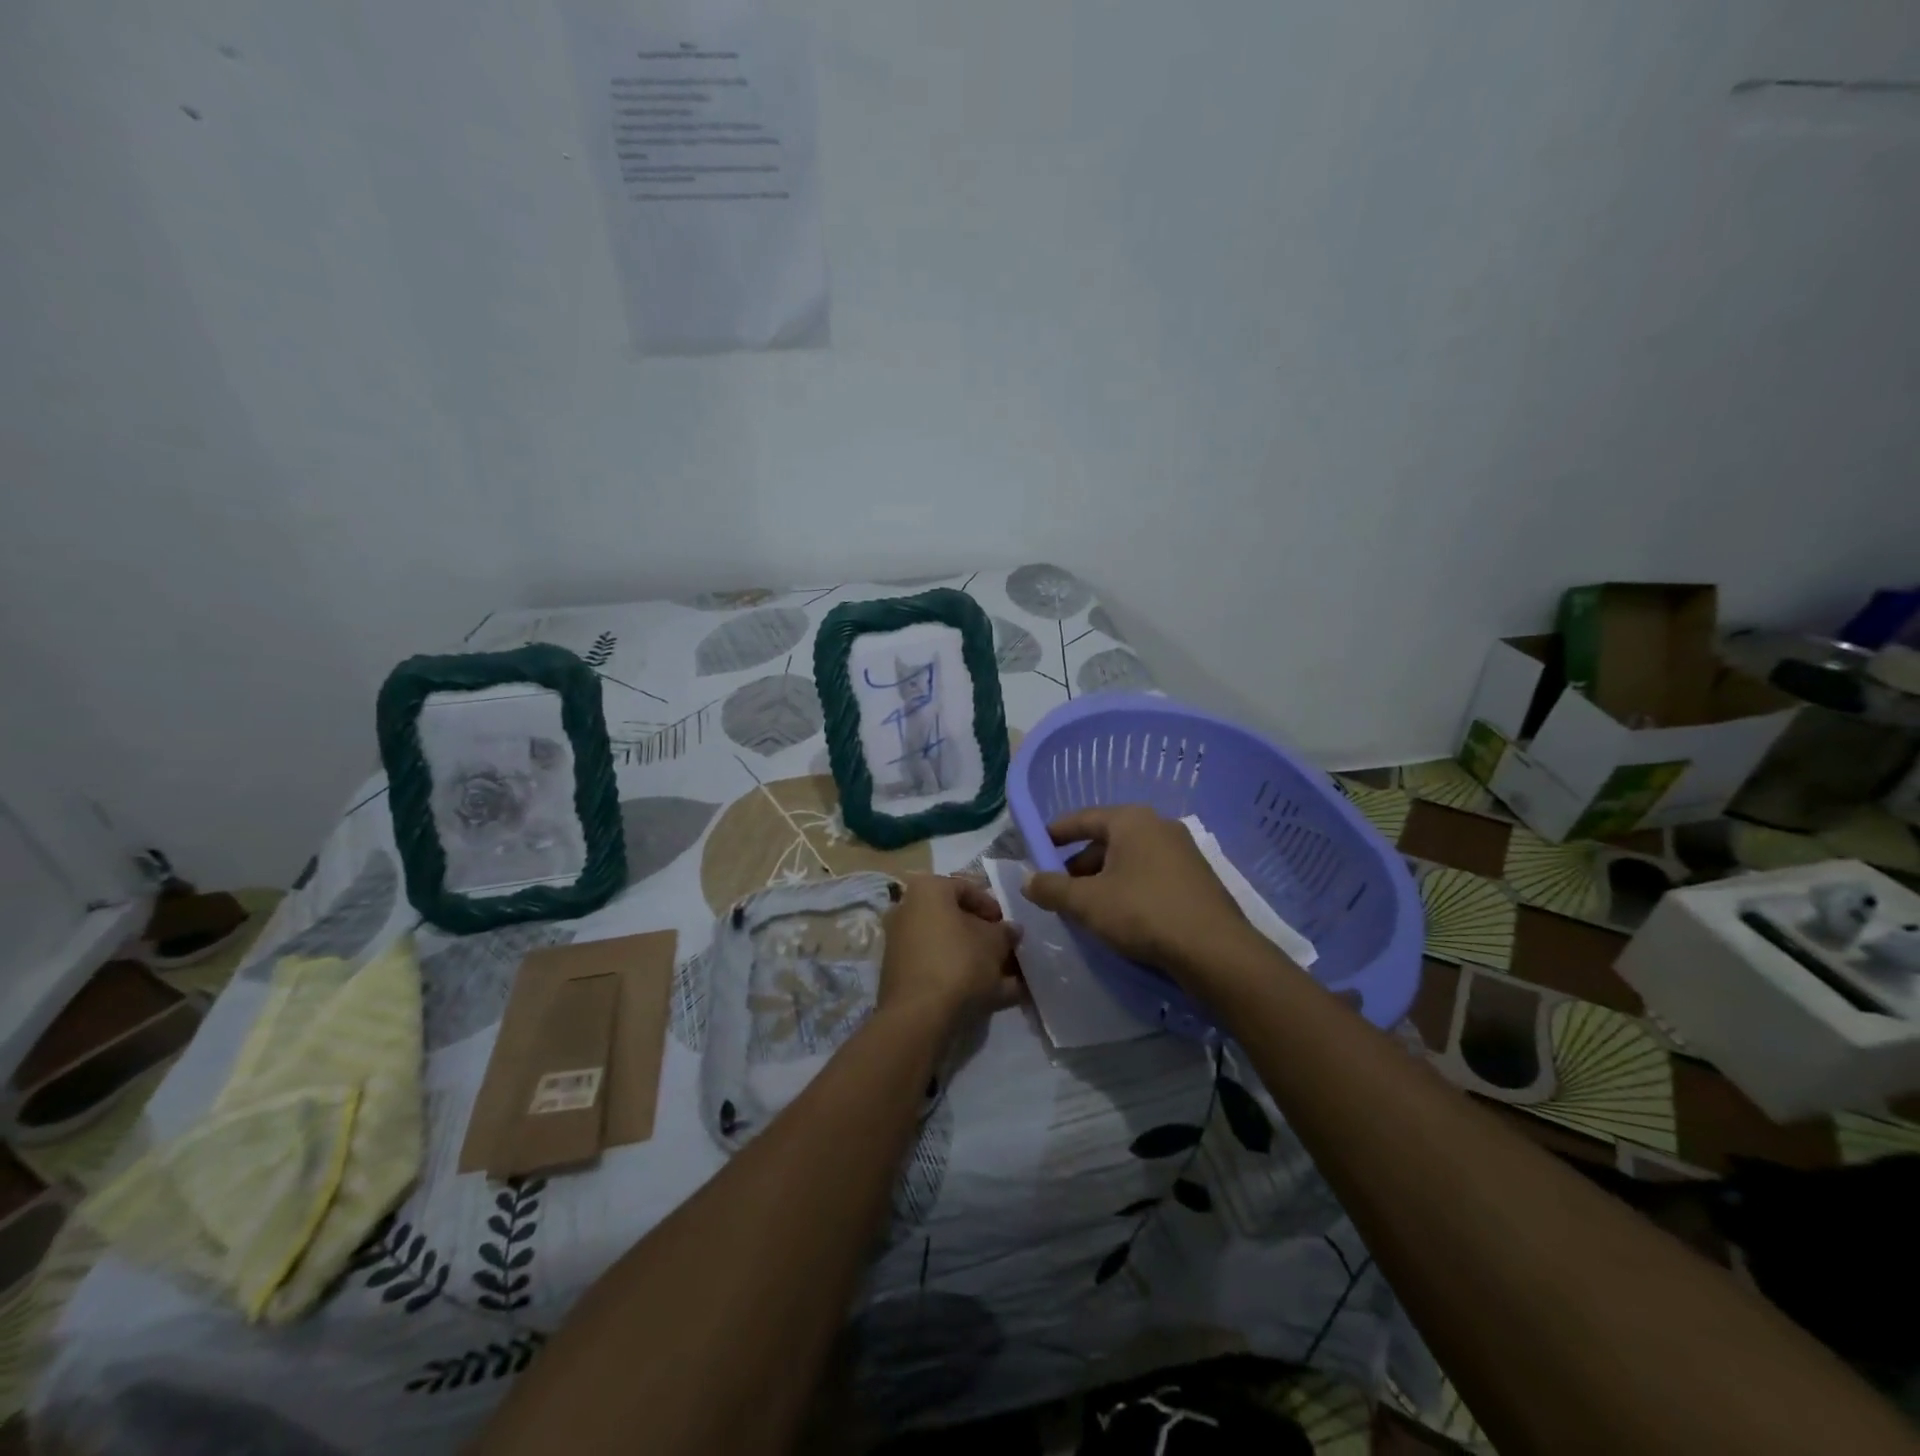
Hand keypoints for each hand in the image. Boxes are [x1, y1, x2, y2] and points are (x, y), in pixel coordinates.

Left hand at [878, 874, 1023, 1027]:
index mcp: (927, 890)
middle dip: (985, 936)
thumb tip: (1011, 930)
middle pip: (955, 919)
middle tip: (1007, 952)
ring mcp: (901, 944)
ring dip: (977, 960)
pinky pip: (938, 968)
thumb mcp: (994, 943)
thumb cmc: (959, 962)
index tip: (1008, 926)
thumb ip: (1005, 932)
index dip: (992, 906)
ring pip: (948, 947)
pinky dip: (961, 977)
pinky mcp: (901, 974)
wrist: (919, 1015)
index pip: (966, 887)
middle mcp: (907, 910)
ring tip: (1007, 979)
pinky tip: (991, 996)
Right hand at [1023, 805, 1259, 981]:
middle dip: (1078, 864)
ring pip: (1129, 860)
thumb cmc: (1143, 913)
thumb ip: (1052, 888)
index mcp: (1131, 820)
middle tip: (1058, 889)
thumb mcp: (1087, 902)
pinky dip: (1128, 889)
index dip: (1054, 833)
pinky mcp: (1196, 880)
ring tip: (1085, 908)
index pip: (1083, 818)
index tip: (1035, 847)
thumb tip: (1027, 880)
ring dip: (1103, 880)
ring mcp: (1182, 852)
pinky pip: (1150, 876)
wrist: (1215, 951)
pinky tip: (1119, 917)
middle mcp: (1159, 827)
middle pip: (1106, 840)